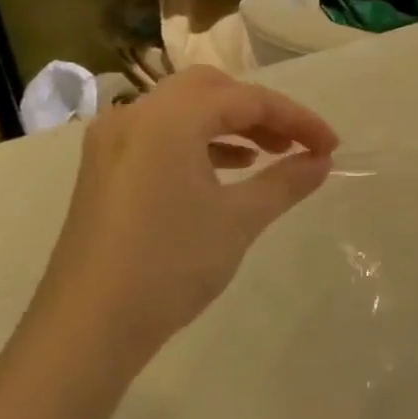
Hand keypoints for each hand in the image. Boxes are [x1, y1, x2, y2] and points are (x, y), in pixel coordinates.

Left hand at [28, 66, 337, 367]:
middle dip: (260, 111)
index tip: (331, 147)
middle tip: (294, 143)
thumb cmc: (169, 265)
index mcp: (169, 118)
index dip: (298, 119)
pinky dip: (199, 141)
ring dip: (230, 124)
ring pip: (184, 109)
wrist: (86, 329)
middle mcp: (136, 116)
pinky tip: (226, 172)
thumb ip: (286, 181)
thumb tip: (322, 161)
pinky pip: (161, 134)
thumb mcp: (239, 220)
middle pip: (212, 89)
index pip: (249, 99)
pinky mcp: (103, 169)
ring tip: (268, 156)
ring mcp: (112, 142)